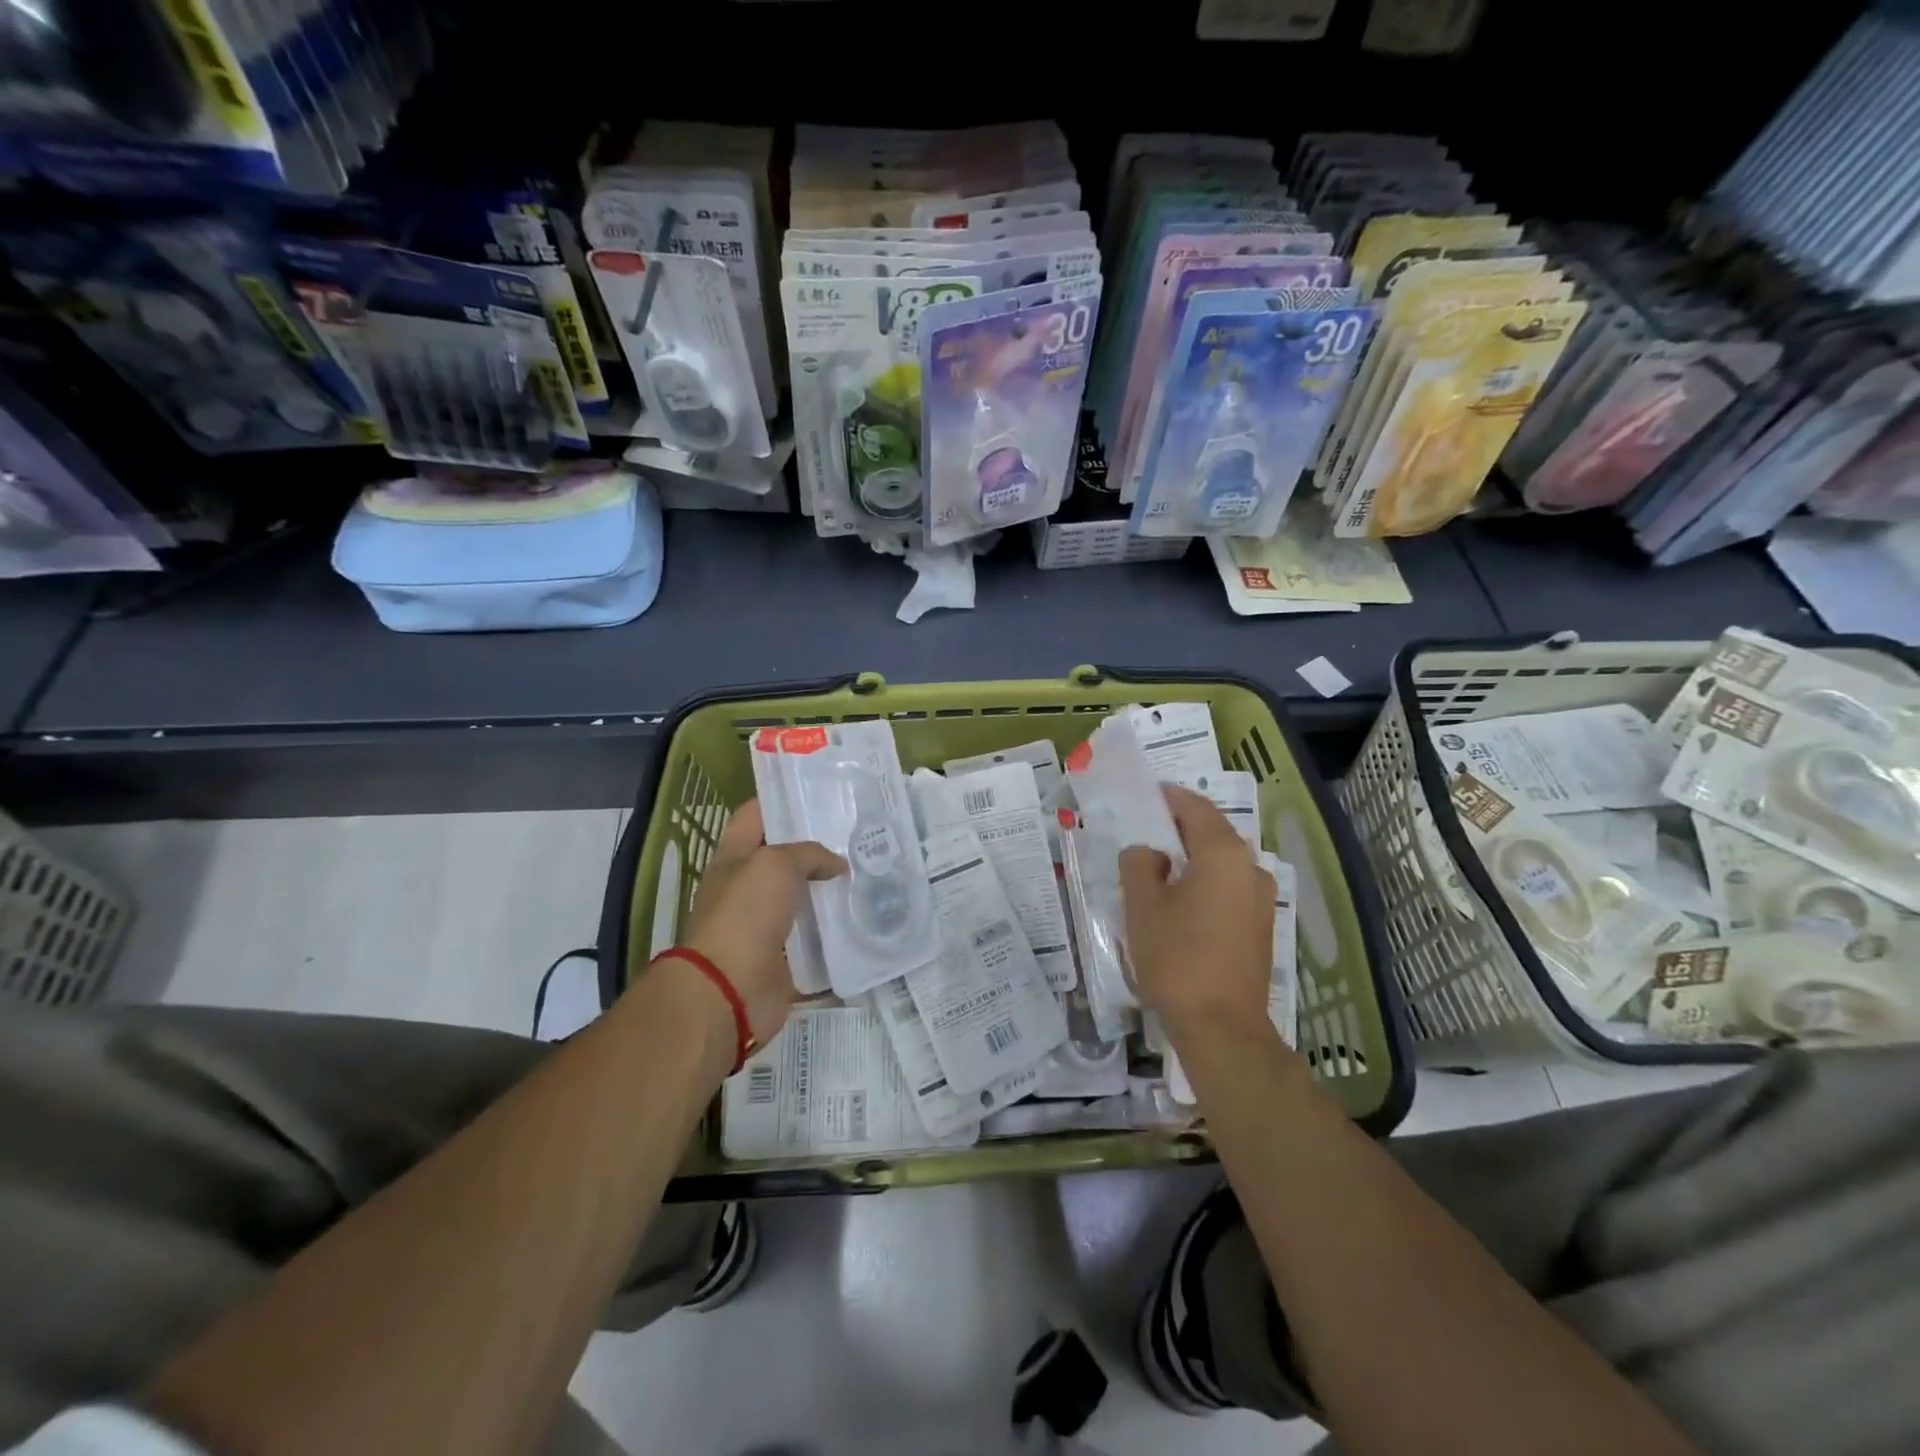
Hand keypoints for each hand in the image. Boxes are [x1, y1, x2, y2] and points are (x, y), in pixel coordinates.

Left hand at [675, 800, 845, 1049]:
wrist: (728, 991)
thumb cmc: (744, 915)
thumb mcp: (775, 865)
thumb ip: (809, 854)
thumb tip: (837, 865)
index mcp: (734, 858)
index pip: (755, 816)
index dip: (782, 800)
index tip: (821, 793)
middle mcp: (747, 888)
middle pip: (784, 858)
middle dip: (818, 846)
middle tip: (859, 834)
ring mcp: (764, 925)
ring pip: (803, 898)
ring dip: (831, 890)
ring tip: (871, 872)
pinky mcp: (784, 958)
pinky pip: (815, 939)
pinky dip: (836, 932)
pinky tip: (866, 917)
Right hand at [1120, 786, 1274, 1042]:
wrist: (1221, 1027)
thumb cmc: (1176, 957)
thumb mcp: (1142, 906)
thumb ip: (1139, 865)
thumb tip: (1149, 853)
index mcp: (1223, 854)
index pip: (1194, 808)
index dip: (1168, 798)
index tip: (1145, 795)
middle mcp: (1250, 868)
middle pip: (1212, 833)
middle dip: (1179, 828)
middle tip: (1145, 830)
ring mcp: (1261, 898)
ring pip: (1222, 862)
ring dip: (1193, 857)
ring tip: (1159, 866)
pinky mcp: (1260, 926)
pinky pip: (1229, 887)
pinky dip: (1205, 881)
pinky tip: (1181, 899)